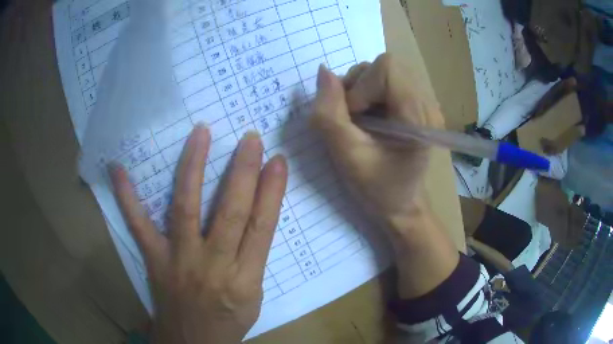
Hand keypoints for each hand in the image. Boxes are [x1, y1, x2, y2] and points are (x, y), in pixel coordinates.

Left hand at [110, 127, 287, 343]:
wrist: (192, 343)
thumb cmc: (228, 321)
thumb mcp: (254, 296)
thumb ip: (254, 257)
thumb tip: (256, 212)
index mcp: (244, 281)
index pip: (261, 228)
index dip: (272, 192)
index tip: (277, 160)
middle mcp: (212, 267)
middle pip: (229, 213)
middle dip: (242, 172)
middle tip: (250, 138)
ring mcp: (178, 260)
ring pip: (186, 208)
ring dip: (193, 168)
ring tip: (201, 133)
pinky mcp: (154, 260)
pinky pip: (138, 225)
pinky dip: (127, 197)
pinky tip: (117, 168)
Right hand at [313, 54, 458, 298]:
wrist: (403, 207)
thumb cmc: (378, 189)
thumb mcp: (347, 156)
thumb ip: (329, 114)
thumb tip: (323, 72)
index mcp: (418, 115)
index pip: (386, 67)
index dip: (361, 87)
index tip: (355, 118)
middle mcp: (427, 102)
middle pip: (384, 66)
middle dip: (359, 88)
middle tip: (355, 121)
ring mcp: (424, 102)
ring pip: (383, 73)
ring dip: (362, 92)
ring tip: (362, 123)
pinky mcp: (416, 105)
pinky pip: (386, 84)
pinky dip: (369, 97)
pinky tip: (372, 122)